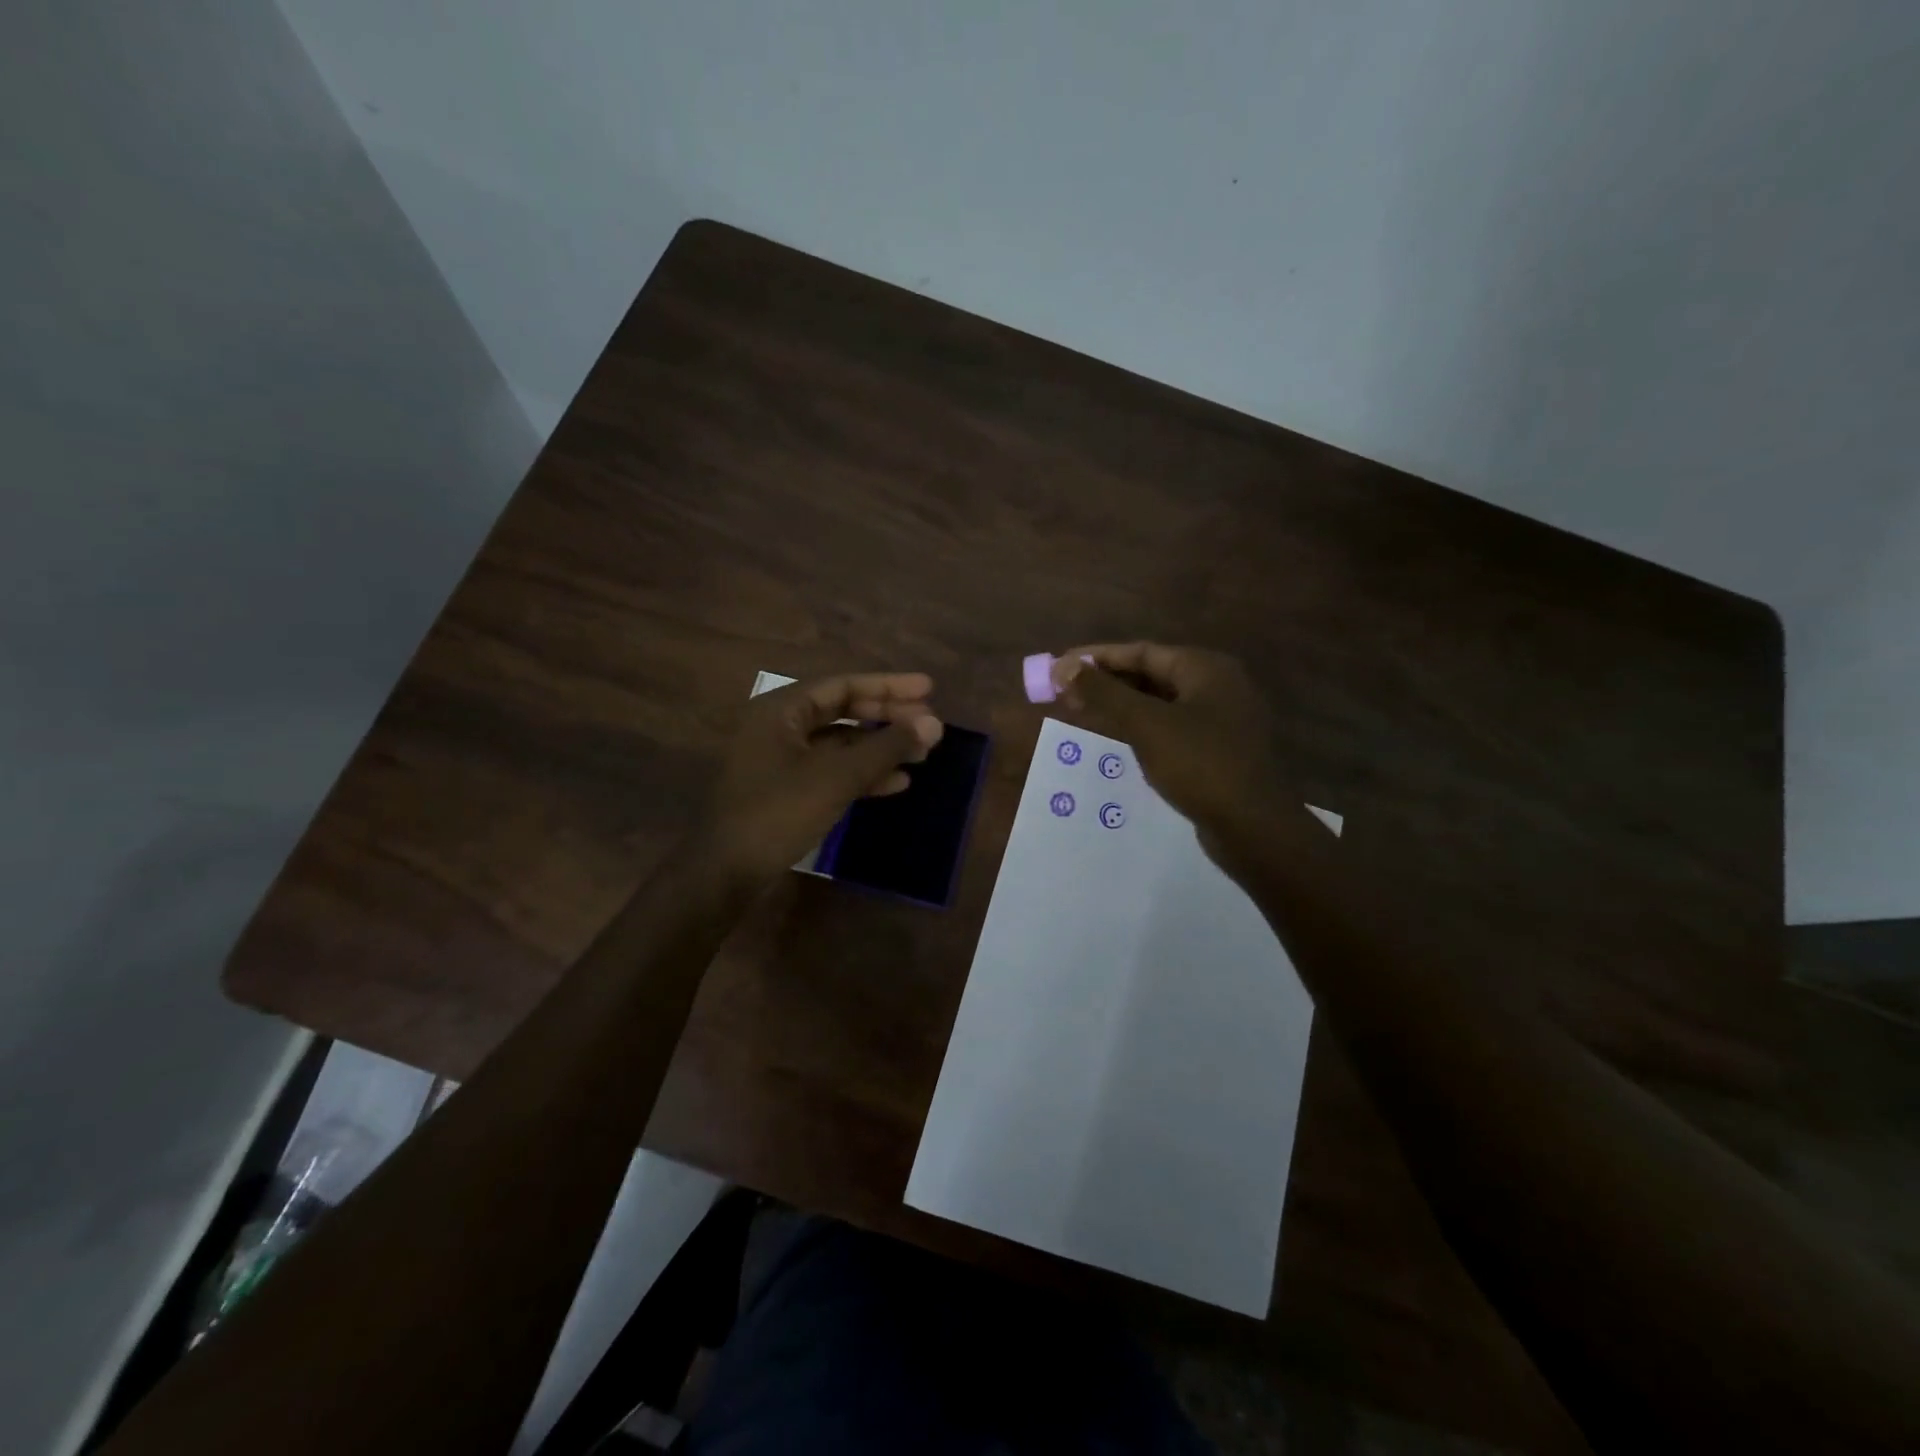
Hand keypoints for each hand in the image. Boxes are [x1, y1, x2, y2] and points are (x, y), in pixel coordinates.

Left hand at [698, 672, 944, 882]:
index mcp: (781, 710)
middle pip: (843, 711)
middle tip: (929, 724)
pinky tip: (897, 783)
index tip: (928, 689)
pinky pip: (831, 770)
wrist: (725, 873)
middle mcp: (779, 727)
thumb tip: (934, 724)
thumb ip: (886, 747)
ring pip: (840, 743)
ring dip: (880, 747)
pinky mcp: (786, 790)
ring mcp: (781, 760)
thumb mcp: (837, 777)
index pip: (843, 685)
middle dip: (887, 717)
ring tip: (922, 754)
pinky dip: (862, 774)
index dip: (889, 686)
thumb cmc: (777, 813)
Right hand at [1052, 643, 1284, 847]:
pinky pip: (1172, 726)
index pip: (1141, 651)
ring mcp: (1222, 718)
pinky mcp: (1219, 749)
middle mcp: (1218, 685)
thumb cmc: (1199, 764)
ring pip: (1161, 702)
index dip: (1097, 658)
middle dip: (1108, 682)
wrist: (1253, 826)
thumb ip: (1103, 693)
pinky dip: (1142, 726)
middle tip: (1066, 693)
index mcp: (1205, 668)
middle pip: (1152, 674)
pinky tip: (1119, 738)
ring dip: (1122, 705)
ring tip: (1083, 712)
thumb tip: (1062, 667)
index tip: (1060, 666)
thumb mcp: (1145, 724)